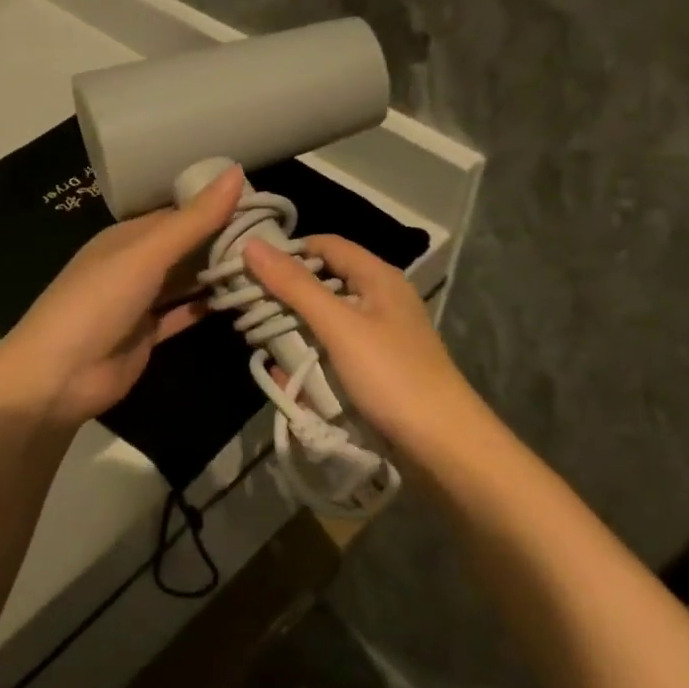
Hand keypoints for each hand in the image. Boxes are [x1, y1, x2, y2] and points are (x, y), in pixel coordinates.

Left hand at [0, 166, 244, 426]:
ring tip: (269, 267)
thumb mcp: (146, 255)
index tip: (266, 206)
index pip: (180, 213)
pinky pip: (184, 313)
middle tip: (278, 238)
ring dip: (219, 275)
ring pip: (187, 281)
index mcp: (128, 237)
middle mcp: (135, 264)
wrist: (59, 376)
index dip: (219, 207)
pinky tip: (242, 300)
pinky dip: (208, 307)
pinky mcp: (148, 335)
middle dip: (224, 242)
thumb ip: (193, 220)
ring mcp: (141, 301)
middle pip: (186, 247)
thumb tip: (238, 172)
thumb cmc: (98, 303)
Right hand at [242, 235, 480, 452]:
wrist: (441, 442)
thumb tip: (251, 245)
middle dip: (286, 295)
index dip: (288, 251)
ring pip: (327, 320)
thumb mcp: (339, 326)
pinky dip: (312, 358)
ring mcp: (381, 335)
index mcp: (379, 277)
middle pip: (325, 282)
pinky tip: (289, 377)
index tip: (248, 268)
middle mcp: (381, 299)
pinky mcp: (378, 367)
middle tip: (246, 309)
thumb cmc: (391, 375)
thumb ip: (295, 286)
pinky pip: (335, 351)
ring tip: (261, 344)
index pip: (326, 245)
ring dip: (296, 330)